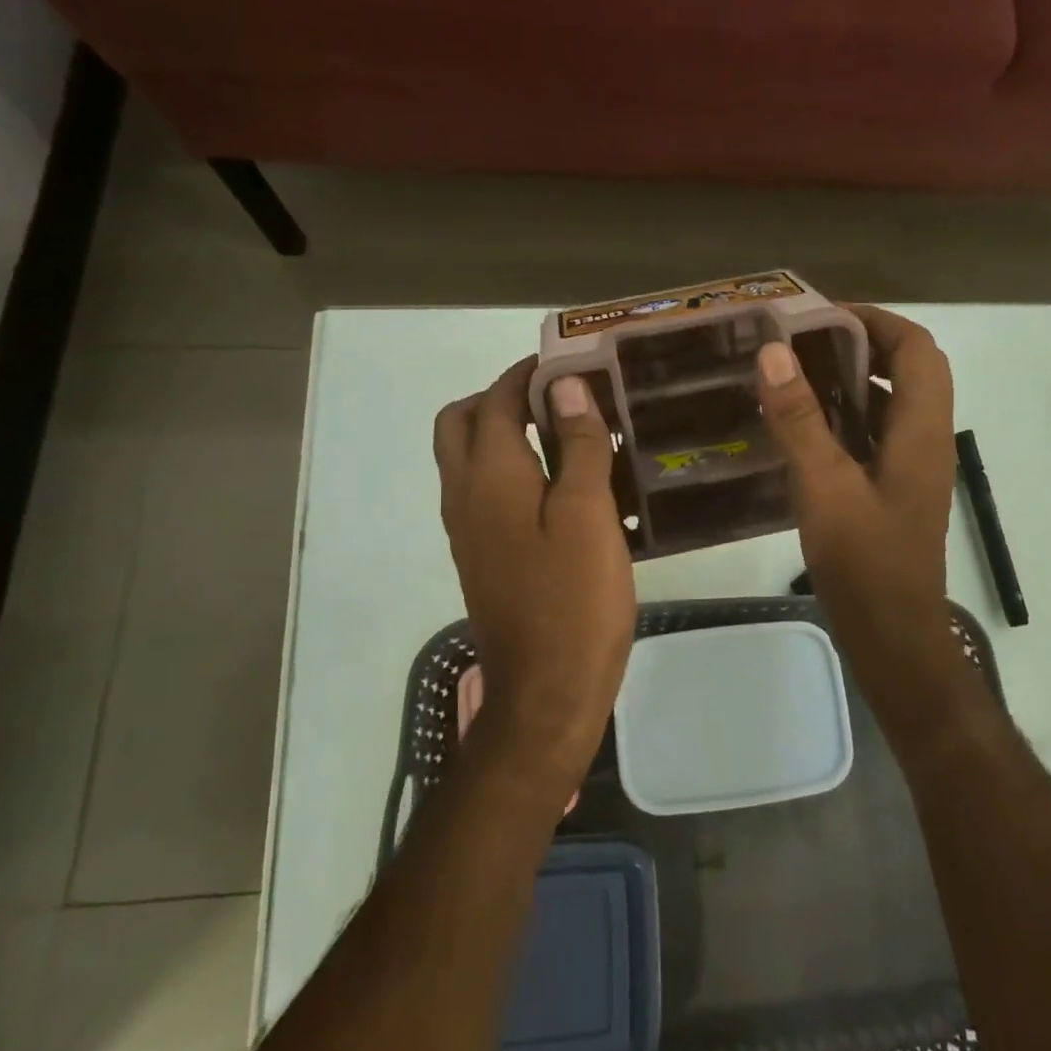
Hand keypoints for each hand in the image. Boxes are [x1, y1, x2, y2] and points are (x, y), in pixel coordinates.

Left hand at [434, 359, 635, 799]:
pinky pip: (483, 490)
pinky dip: (510, 468)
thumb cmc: (574, 598)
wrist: (546, 691)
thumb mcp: (587, 513)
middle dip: (503, 396)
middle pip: (463, 421)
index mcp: (489, 476)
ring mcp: (467, 529)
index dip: (528, 372)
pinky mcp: (481, 556)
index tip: (570, 359)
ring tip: (565, 433)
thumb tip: (564, 386)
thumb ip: (575, 444)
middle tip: (559, 397)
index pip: (497, 399)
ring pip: (468, 457)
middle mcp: (464, 494)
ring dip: (504, 431)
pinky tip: (558, 485)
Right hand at [756, 307, 958, 694]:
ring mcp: (910, 468)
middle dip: (858, 347)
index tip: (822, 315)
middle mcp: (924, 441)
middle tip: (799, 343)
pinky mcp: (893, 491)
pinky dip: (843, 419)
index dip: (876, 321)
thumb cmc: (865, 563)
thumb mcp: (825, 487)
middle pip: (906, 371)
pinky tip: (799, 428)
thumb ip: (800, 420)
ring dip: (850, 382)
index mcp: (921, 431)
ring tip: (793, 375)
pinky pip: (873, 437)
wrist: (892, 637)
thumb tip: (775, 352)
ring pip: (889, 405)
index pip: (916, 349)